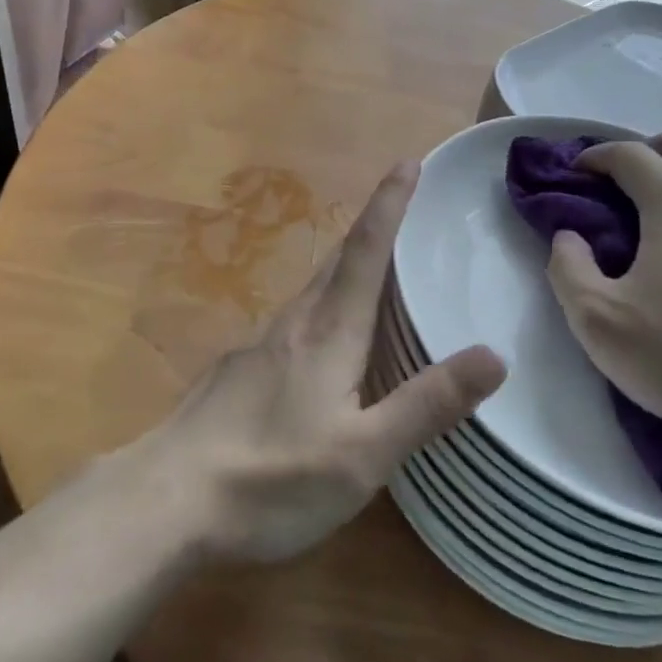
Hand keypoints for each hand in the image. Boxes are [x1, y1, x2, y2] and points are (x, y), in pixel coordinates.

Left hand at [150, 162, 506, 563]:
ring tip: (373, 267)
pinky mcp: (238, 370)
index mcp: (330, 331)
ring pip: (313, 289)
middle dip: (372, 226)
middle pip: (338, 259)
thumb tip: (495, 353)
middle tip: (403, 207)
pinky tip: (321, 339)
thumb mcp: (364, 454)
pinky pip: (293, 320)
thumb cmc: (272, 476)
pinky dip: (322, 305)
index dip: (390, 203)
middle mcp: (295, 323)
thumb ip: (427, 404)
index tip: (408, 161)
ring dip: (346, 265)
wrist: (166, 500)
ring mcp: (260, 345)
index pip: (367, 249)